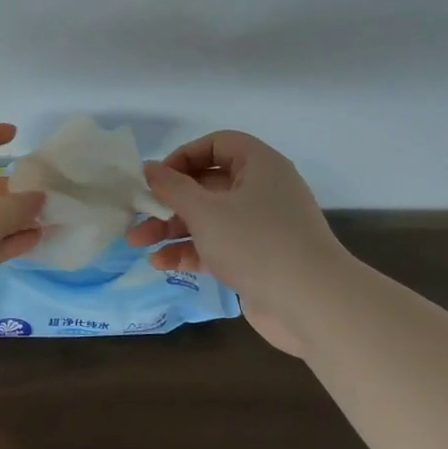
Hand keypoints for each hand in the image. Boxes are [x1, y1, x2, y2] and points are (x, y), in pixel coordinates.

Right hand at [125, 130, 347, 357]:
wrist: (311, 304)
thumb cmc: (255, 243)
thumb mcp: (205, 211)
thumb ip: (172, 188)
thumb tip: (148, 168)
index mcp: (259, 166)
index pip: (218, 144)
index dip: (185, 156)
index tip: (159, 178)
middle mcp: (262, 191)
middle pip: (207, 184)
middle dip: (168, 201)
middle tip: (136, 214)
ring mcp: (261, 227)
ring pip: (209, 218)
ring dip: (172, 229)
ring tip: (137, 243)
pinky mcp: (257, 259)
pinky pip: (217, 246)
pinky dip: (190, 251)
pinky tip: (161, 263)